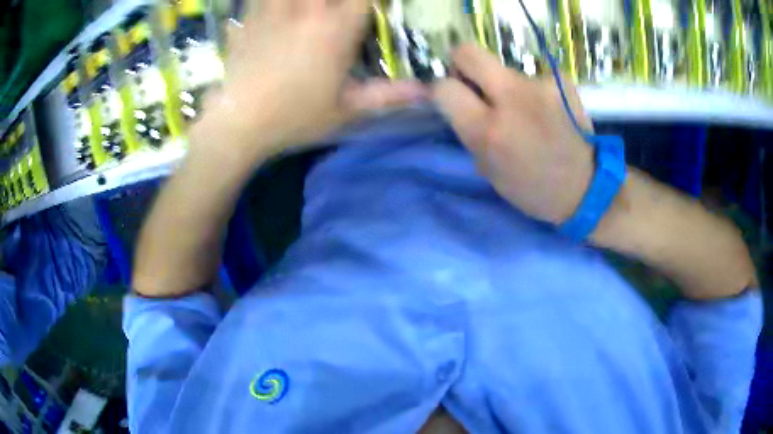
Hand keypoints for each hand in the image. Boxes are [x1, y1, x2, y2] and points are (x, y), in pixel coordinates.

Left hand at [203, 0, 427, 157]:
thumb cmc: (295, 117)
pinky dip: (264, 1)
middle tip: (338, 9)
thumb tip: (426, 92)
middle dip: (338, 0)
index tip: (372, 5)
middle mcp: (307, 9)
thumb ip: (388, 95)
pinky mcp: (248, 19)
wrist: (238, 124)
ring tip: (306, 7)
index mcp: (336, 27)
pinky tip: (272, 7)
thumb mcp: (346, 110)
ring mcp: (273, 10)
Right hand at [433, 44, 594, 224]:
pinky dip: (530, 90)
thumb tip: (448, 97)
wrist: (586, 188)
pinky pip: (531, 76)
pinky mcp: (561, 80)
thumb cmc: (531, 187)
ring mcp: (540, 84)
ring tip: (523, 112)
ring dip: (503, 85)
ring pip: (503, 68)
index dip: (442, 90)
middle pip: (467, 52)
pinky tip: (545, 111)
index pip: (443, 87)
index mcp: (488, 130)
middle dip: (462, 64)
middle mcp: (512, 97)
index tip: (453, 99)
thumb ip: (465, 128)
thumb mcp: (486, 167)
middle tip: (475, 85)